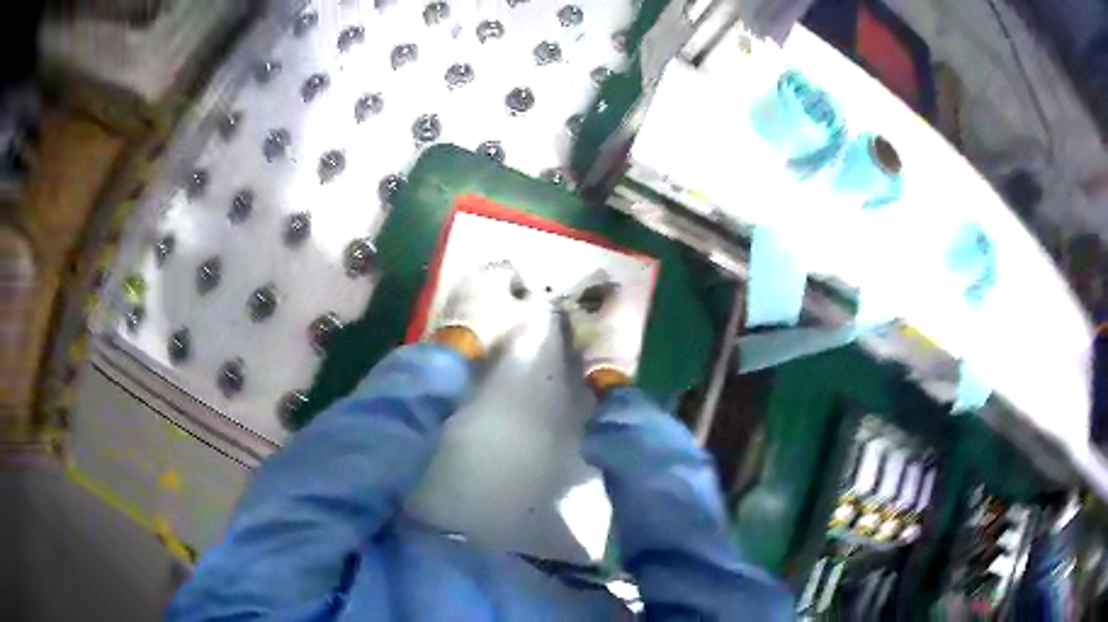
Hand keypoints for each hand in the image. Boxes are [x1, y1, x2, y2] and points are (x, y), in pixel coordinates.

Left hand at [430, 261, 531, 357]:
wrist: (462, 341)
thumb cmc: (495, 324)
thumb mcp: (523, 315)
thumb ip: (531, 303)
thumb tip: (531, 300)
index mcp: (497, 271)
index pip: (514, 272)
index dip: (522, 286)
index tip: (524, 299)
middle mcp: (478, 273)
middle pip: (495, 276)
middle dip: (503, 288)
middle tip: (510, 304)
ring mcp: (462, 285)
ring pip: (480, 286)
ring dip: (487, 295)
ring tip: (494, 312)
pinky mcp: (450, 300)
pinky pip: (467, 297)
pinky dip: (474, 303)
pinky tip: (479, 317)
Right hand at [566, 281, 644, 385]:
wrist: (610, 369)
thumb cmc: (594, 341)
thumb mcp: (578, 323)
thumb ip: (572, 309)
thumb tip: (566, 302)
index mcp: (618, 300)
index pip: (606, 287)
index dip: (592, 291)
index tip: (580, 299)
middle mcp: (632, 307)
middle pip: (615, 299)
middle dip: (600, 302)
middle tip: (585, 309)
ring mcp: (637, 323)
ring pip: (620, 312)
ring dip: (607, 314)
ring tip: (592, 322)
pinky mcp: (638, 337)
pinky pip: (624, 324)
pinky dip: (614, 324)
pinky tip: (602, 332)